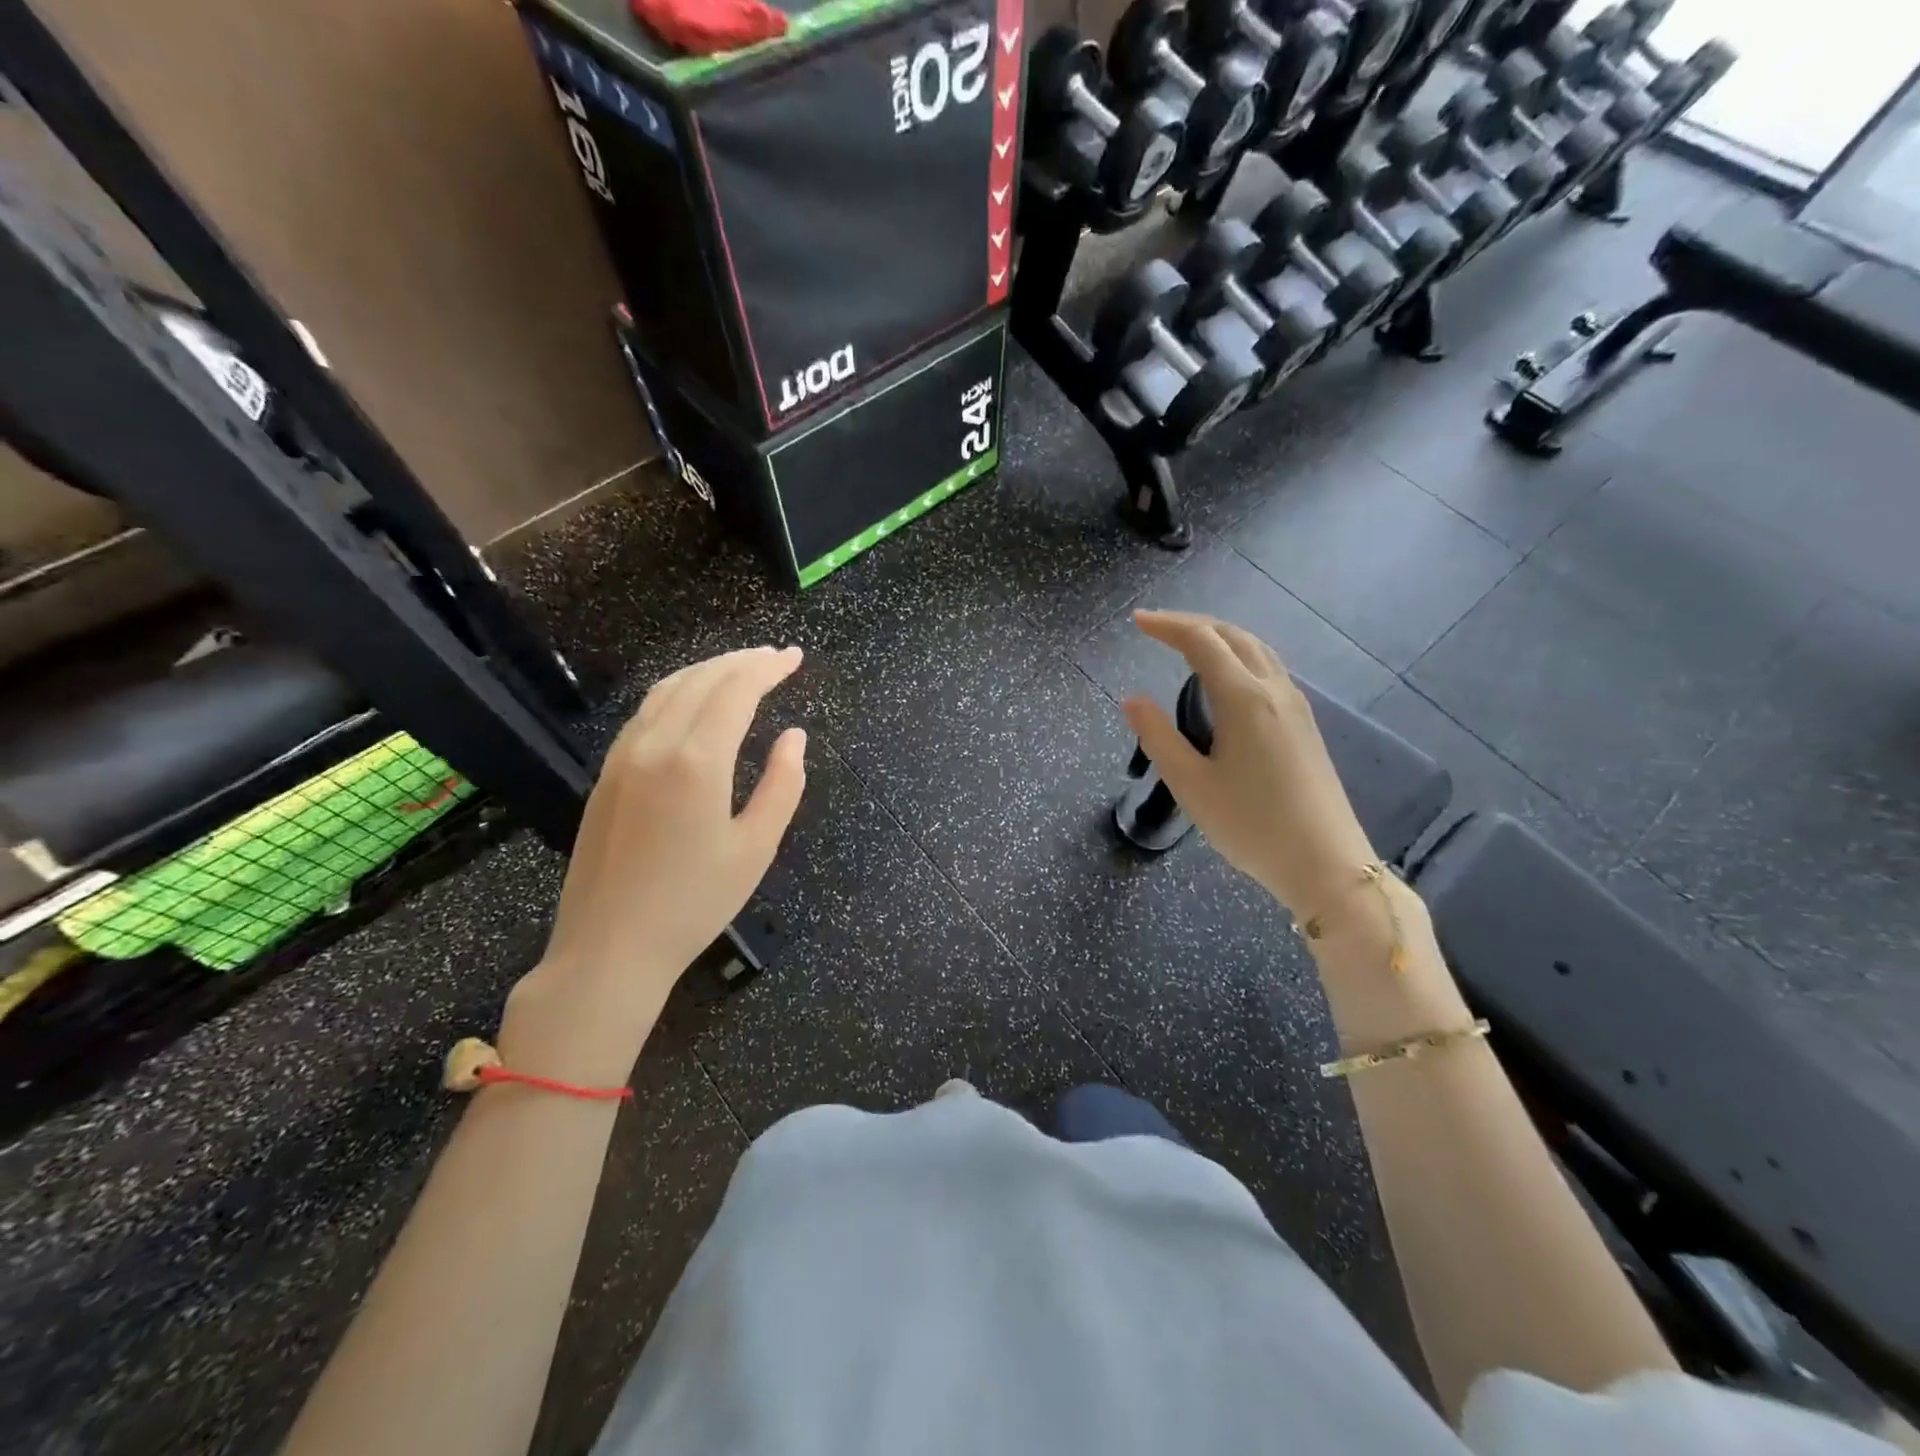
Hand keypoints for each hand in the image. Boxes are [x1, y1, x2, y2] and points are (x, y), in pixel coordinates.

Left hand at [501, 646, 806, 1084]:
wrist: (609, 948)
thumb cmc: (694, 903)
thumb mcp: (756, 848)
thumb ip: (783, 785)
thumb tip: (793, 737)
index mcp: (696, 762)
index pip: (735, 691)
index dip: (767, 669)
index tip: (794, 657)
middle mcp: (654, 746)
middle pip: (700, 680)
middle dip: (741, 661)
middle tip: (776, 657)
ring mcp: (623, 758)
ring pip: (667, 690)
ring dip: (707, 671)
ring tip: (740, 668)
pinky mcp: (606, 775)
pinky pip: (645, 713)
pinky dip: (677, 692)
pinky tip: (693, 702)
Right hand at [1122, 611, 1376, 919]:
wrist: (1325, 863)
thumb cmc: (1251, 826)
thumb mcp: (1191, 785)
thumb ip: (1158, 737)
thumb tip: (1132, 699)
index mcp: (1244, 699)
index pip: (1202, 642)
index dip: (1167, 626)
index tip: (1137, 622)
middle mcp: (1274, 690)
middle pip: (1233, 636)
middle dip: (1193, 624)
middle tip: (1157, 628)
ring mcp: (1296, 706)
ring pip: (1257, 649)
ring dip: (1219, 637)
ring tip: (1187, 644)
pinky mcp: (1305, 724)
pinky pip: (1269, 669)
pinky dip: (1239, 656)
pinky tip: (1226, 678)